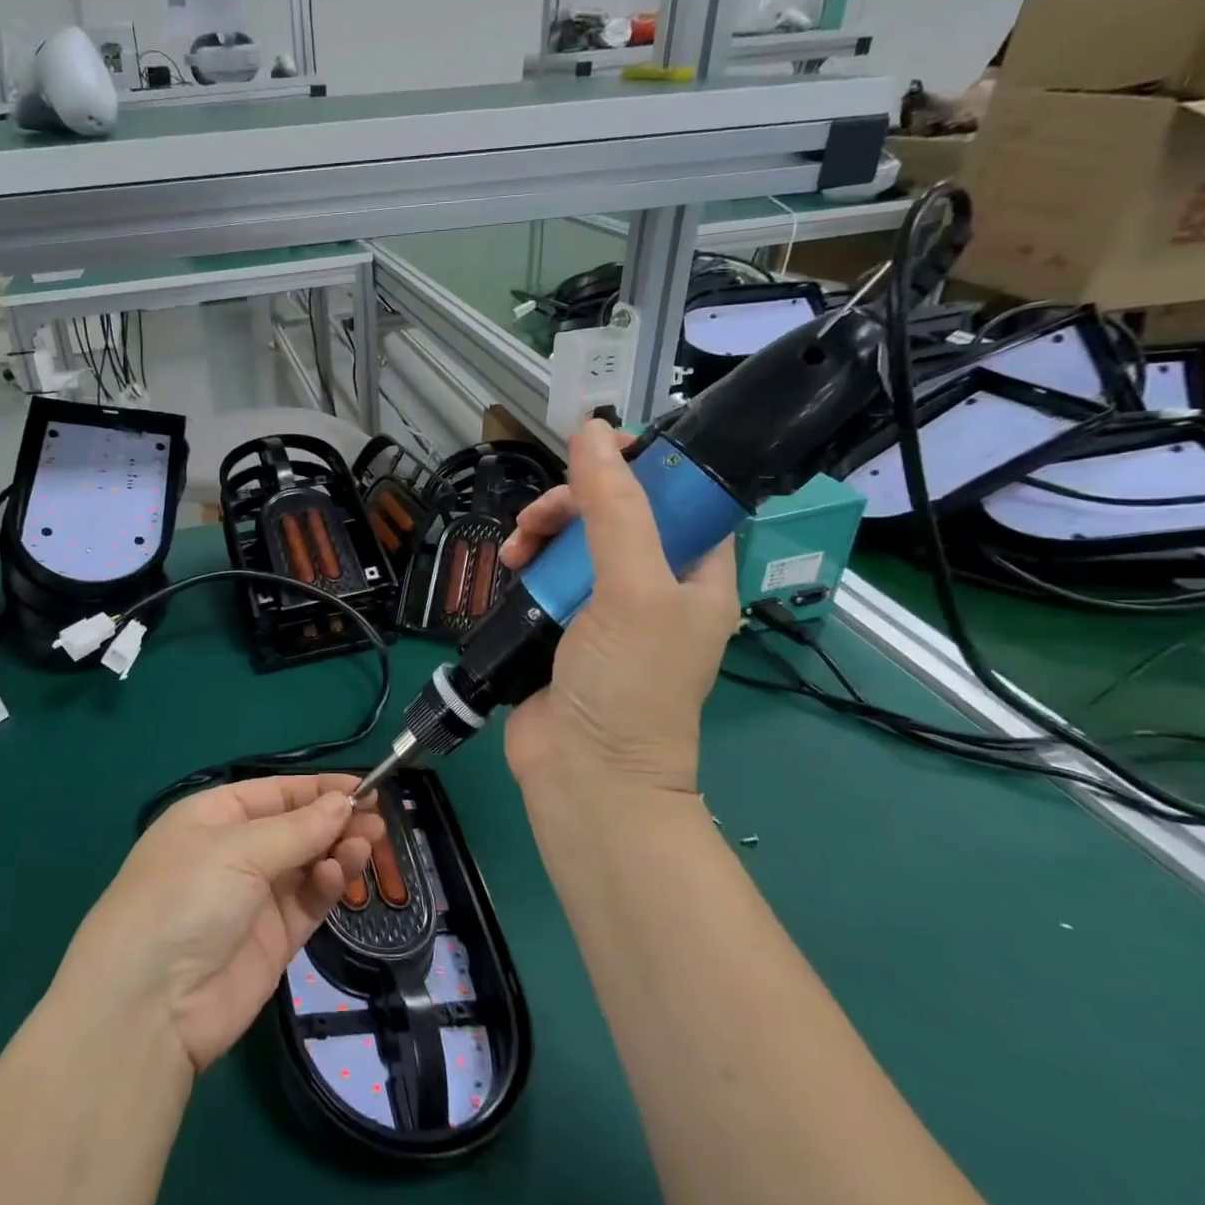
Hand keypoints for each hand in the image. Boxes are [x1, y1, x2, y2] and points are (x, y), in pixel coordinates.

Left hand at [58, 775, 385, 1073]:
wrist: (149, 1006)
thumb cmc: (185, 897)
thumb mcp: (238, 849)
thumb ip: (298, 829)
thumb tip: (343, 801)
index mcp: (215, 816)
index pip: (276, 792)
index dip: (319, 788)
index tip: (366, 787)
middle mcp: (235, 851)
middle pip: (297, 827)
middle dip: (335, 819)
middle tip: (377, 818)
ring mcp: (255, 897)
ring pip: (308, 863)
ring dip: (338, 850)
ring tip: (367, 843)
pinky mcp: (273, 939)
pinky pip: (309, 901)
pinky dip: (328, 885)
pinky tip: (340, 874)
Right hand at [498, 420, 739, 795]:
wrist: (583, 775)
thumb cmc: (628, 684)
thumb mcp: (632, 590)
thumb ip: (614, 510)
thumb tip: (591, 429)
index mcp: (695, 574)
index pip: (681, 497)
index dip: (644, 466)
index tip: (597, 450)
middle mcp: (653, 585)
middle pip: (615, 513)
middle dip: (574, 504)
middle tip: (542, 518)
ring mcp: (603, 606)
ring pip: (572, 540)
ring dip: (541, 532)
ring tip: (517, 549)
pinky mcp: (560, 623)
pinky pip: (543, 572)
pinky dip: (525, 563)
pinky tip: (509, 567)